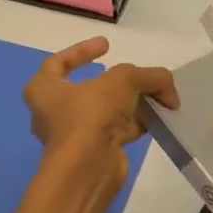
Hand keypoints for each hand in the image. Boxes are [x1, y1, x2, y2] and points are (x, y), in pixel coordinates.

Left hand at [23, 37, 175, 184]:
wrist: (89, 168)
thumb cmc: (91, 115)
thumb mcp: (122, 81)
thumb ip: (148, 76)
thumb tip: (168, 88)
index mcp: (44, 90)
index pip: (58, 63)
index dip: (82, 51)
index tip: (108, 44)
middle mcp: (54, 113)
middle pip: (91, 89)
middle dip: (119, 82)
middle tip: (140, 76)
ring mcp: (75, 135)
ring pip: (107, 111)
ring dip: (133, 103)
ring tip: (158, 96)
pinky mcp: (94, 152)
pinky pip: (117, 131)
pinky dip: (136, 123)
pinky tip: (157, 118)